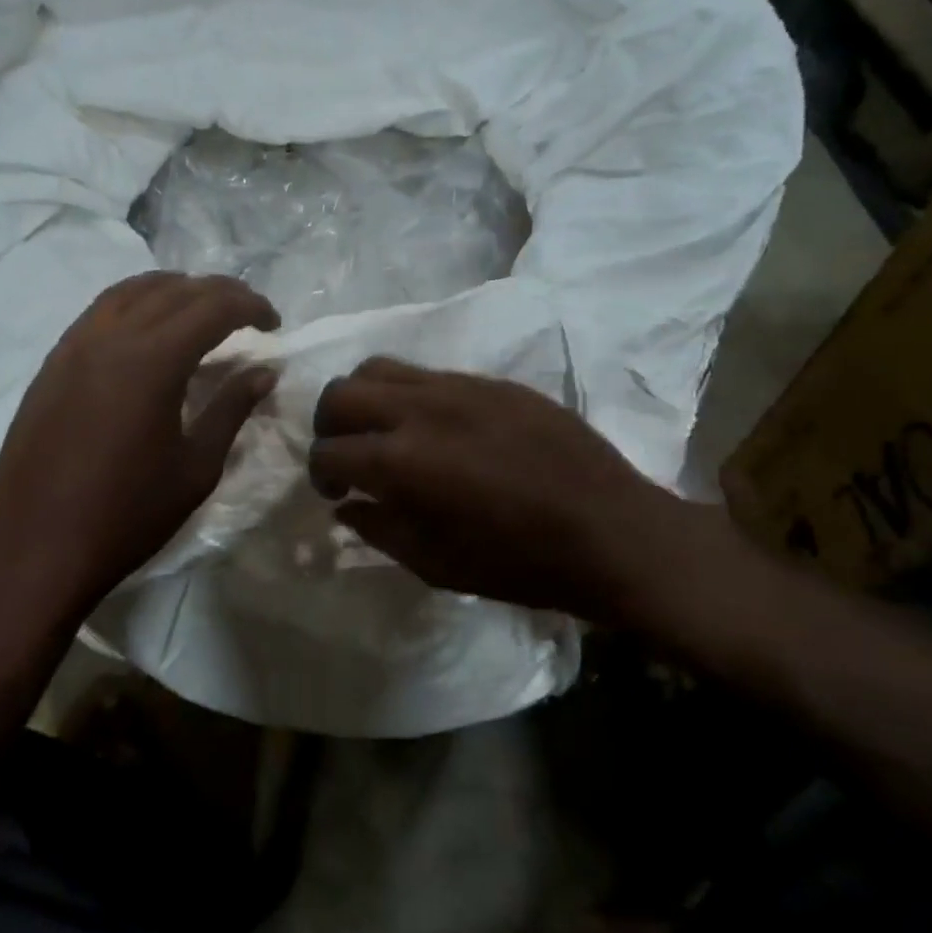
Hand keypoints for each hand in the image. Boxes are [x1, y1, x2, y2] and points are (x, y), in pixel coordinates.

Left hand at [0, 272, 279, 619]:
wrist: (35, 548)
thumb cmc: (127, 515)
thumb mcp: (195, 468)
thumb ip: (231, 410)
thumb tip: (263, 372)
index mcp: (152, 360)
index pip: (212, 306)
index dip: (251, 306)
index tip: (274, 324)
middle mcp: (110, 337)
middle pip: (173, 289)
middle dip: (219, 293)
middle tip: (247, 316)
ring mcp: (73, 346)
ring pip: (130, 291)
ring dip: (174, 291)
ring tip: (200, 313)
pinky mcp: (51, 364)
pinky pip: (100, 312)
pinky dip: (136, 305)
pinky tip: (148, 334)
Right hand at [309, 358, 724, 628]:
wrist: (611, 533)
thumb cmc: (519, 563)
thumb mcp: (435, 565)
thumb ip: (379, 530)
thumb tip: (348, 506)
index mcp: (402, 462)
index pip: (328, 451)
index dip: (320, 475)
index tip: (334, 494)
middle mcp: (421, 410)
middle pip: (341, 393)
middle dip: (329, 426)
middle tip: (348, 457)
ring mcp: (459, 387)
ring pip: (380, 368)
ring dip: (364, 400)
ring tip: (383, 432)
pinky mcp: (492, 382)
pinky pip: (429, 374)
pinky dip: (409, 397)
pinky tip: (434, 429)